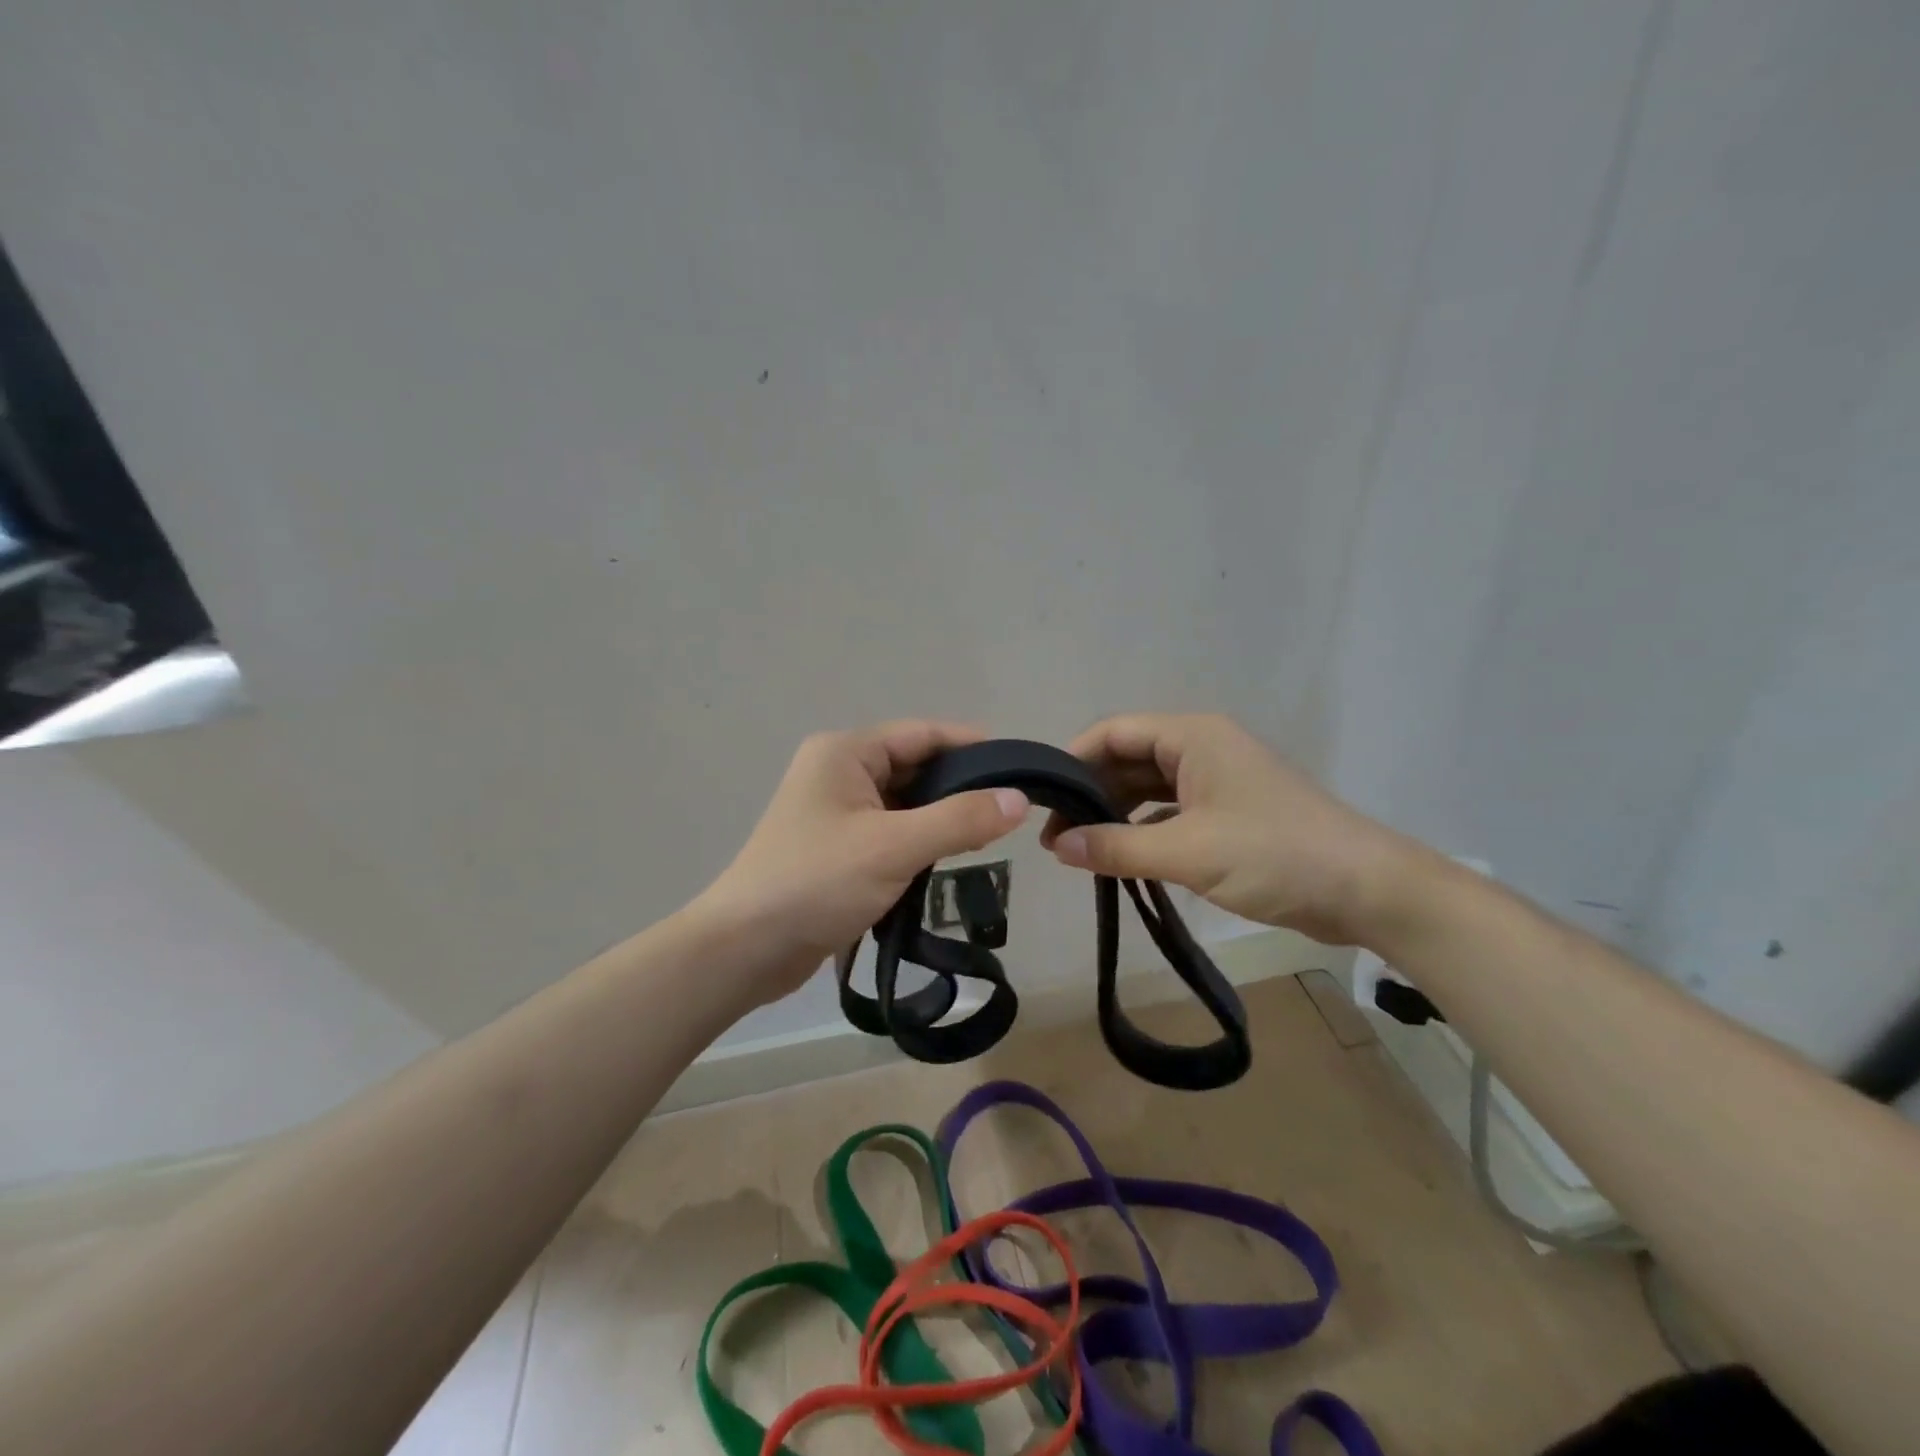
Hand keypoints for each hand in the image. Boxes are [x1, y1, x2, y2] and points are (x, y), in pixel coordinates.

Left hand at [693, 721, 1030, 1003]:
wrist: (745, 949)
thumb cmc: (816, 882)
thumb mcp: (894, 847)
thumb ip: (960, 820)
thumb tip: (1018, 800)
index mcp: (845, 752)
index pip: (923, 734)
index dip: (973, 747)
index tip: (1019, 769)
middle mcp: (839, 771)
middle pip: (915, 766)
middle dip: (960, 787)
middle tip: (1011, 811)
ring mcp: (835, 811)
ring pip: (905, 802)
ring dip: (941, 818)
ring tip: (989, 837)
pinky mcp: (837, 847)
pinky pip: (890, 831)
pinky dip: (919, 841)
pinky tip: (949, 860)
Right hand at [1041, 713, 1425, 945]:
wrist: (1366, 891)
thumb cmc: (1275, 855)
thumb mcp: (1188, 852)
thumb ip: (1116, 847)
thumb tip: (1057, 845)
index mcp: (1192, 737)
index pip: (1113, 733)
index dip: (1072, 760)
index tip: (1041, 798)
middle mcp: (1201, 749)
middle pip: (1127, 759)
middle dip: (1089, 793)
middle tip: (1053, 835)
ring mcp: (1216, 782)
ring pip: (1147, 789)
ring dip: (1113, 815)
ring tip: (1076, 849)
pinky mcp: (1228, 814)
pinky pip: (1169, 813)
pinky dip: (1141, 831)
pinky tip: (1119, 857)